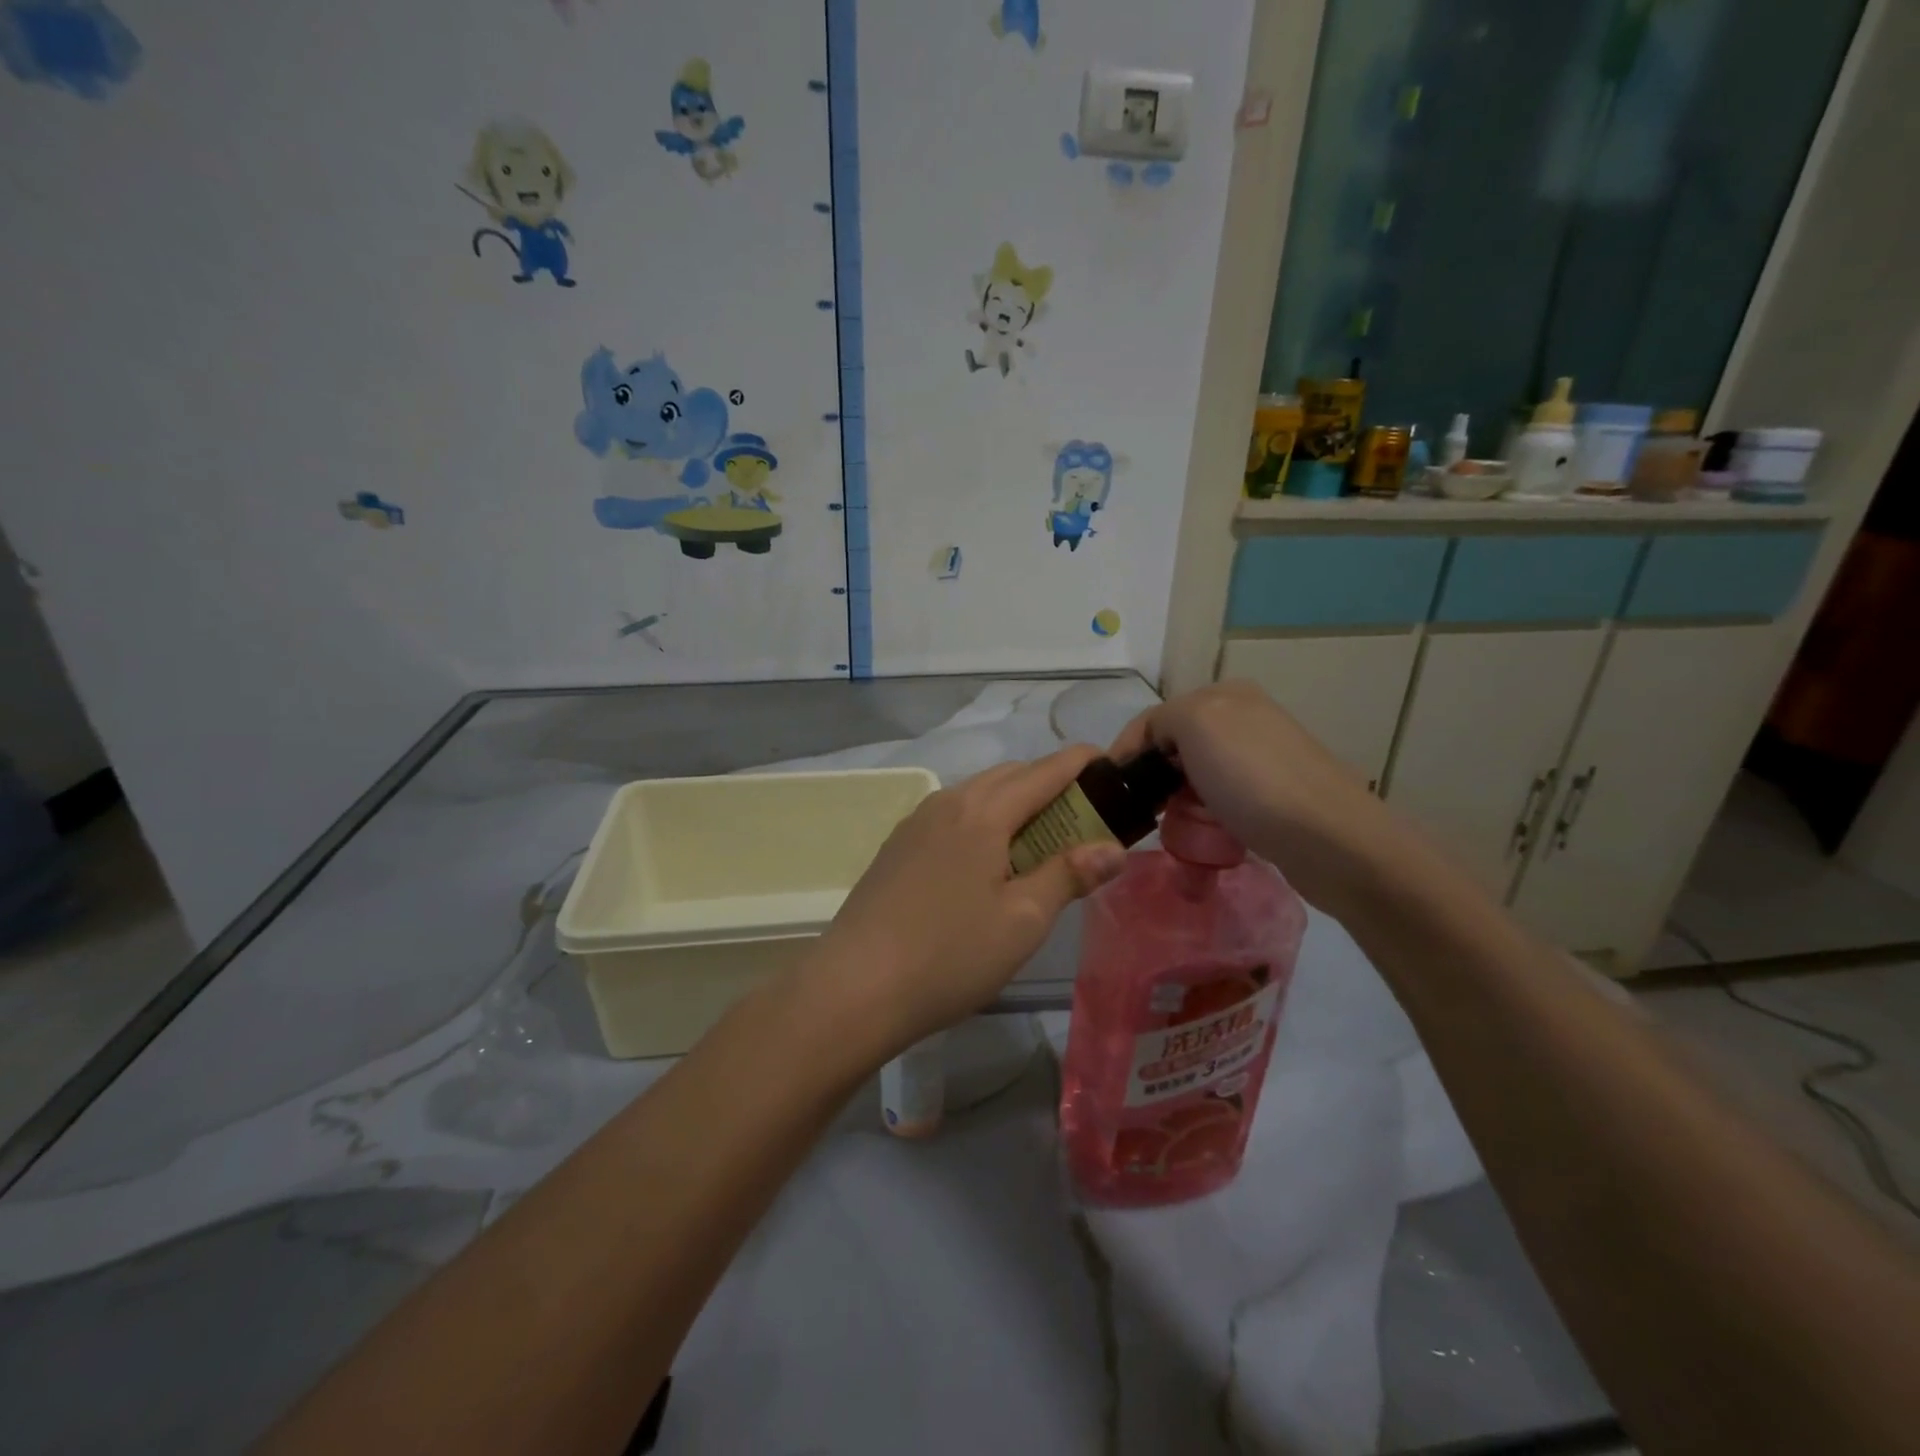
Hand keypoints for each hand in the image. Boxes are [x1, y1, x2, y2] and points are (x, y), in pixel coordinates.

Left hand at [802, 746, 1127, 1055]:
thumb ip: (1069, 875)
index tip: (1111, 764)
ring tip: (1039, 842)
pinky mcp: (897, 847)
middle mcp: (948, 802)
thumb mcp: (1022, 920)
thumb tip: (1113, 847)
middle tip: (1083, 818)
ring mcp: (916, 823)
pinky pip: (952, 816)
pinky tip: (986, 862)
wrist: (855, 986)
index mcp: (983, 811)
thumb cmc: (950, 954)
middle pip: (1009, 776)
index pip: (1044, 771)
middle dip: (1050, 783)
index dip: (1081, 762)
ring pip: (977, 794)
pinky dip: (982, 821)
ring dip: (1014, 803)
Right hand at [1108, 681, 1397, 915]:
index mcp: (1226, 695)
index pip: (1154, 719)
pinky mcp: (1276, 797)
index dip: (1127, 752)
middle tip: (1143, 814)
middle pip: (1176, 748)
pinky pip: (1222, 802)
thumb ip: (1160, 722)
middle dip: (1154, 779)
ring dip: (1179, 802)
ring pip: (1197, 778)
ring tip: (1173, 830)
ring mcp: (1263, 759)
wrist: (1329, 838)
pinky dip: (1206, 817)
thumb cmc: (1252, 779)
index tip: (1110, 794)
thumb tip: (1156, 749)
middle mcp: (1246, 719)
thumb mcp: (1195, 724)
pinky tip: (1207, 835)